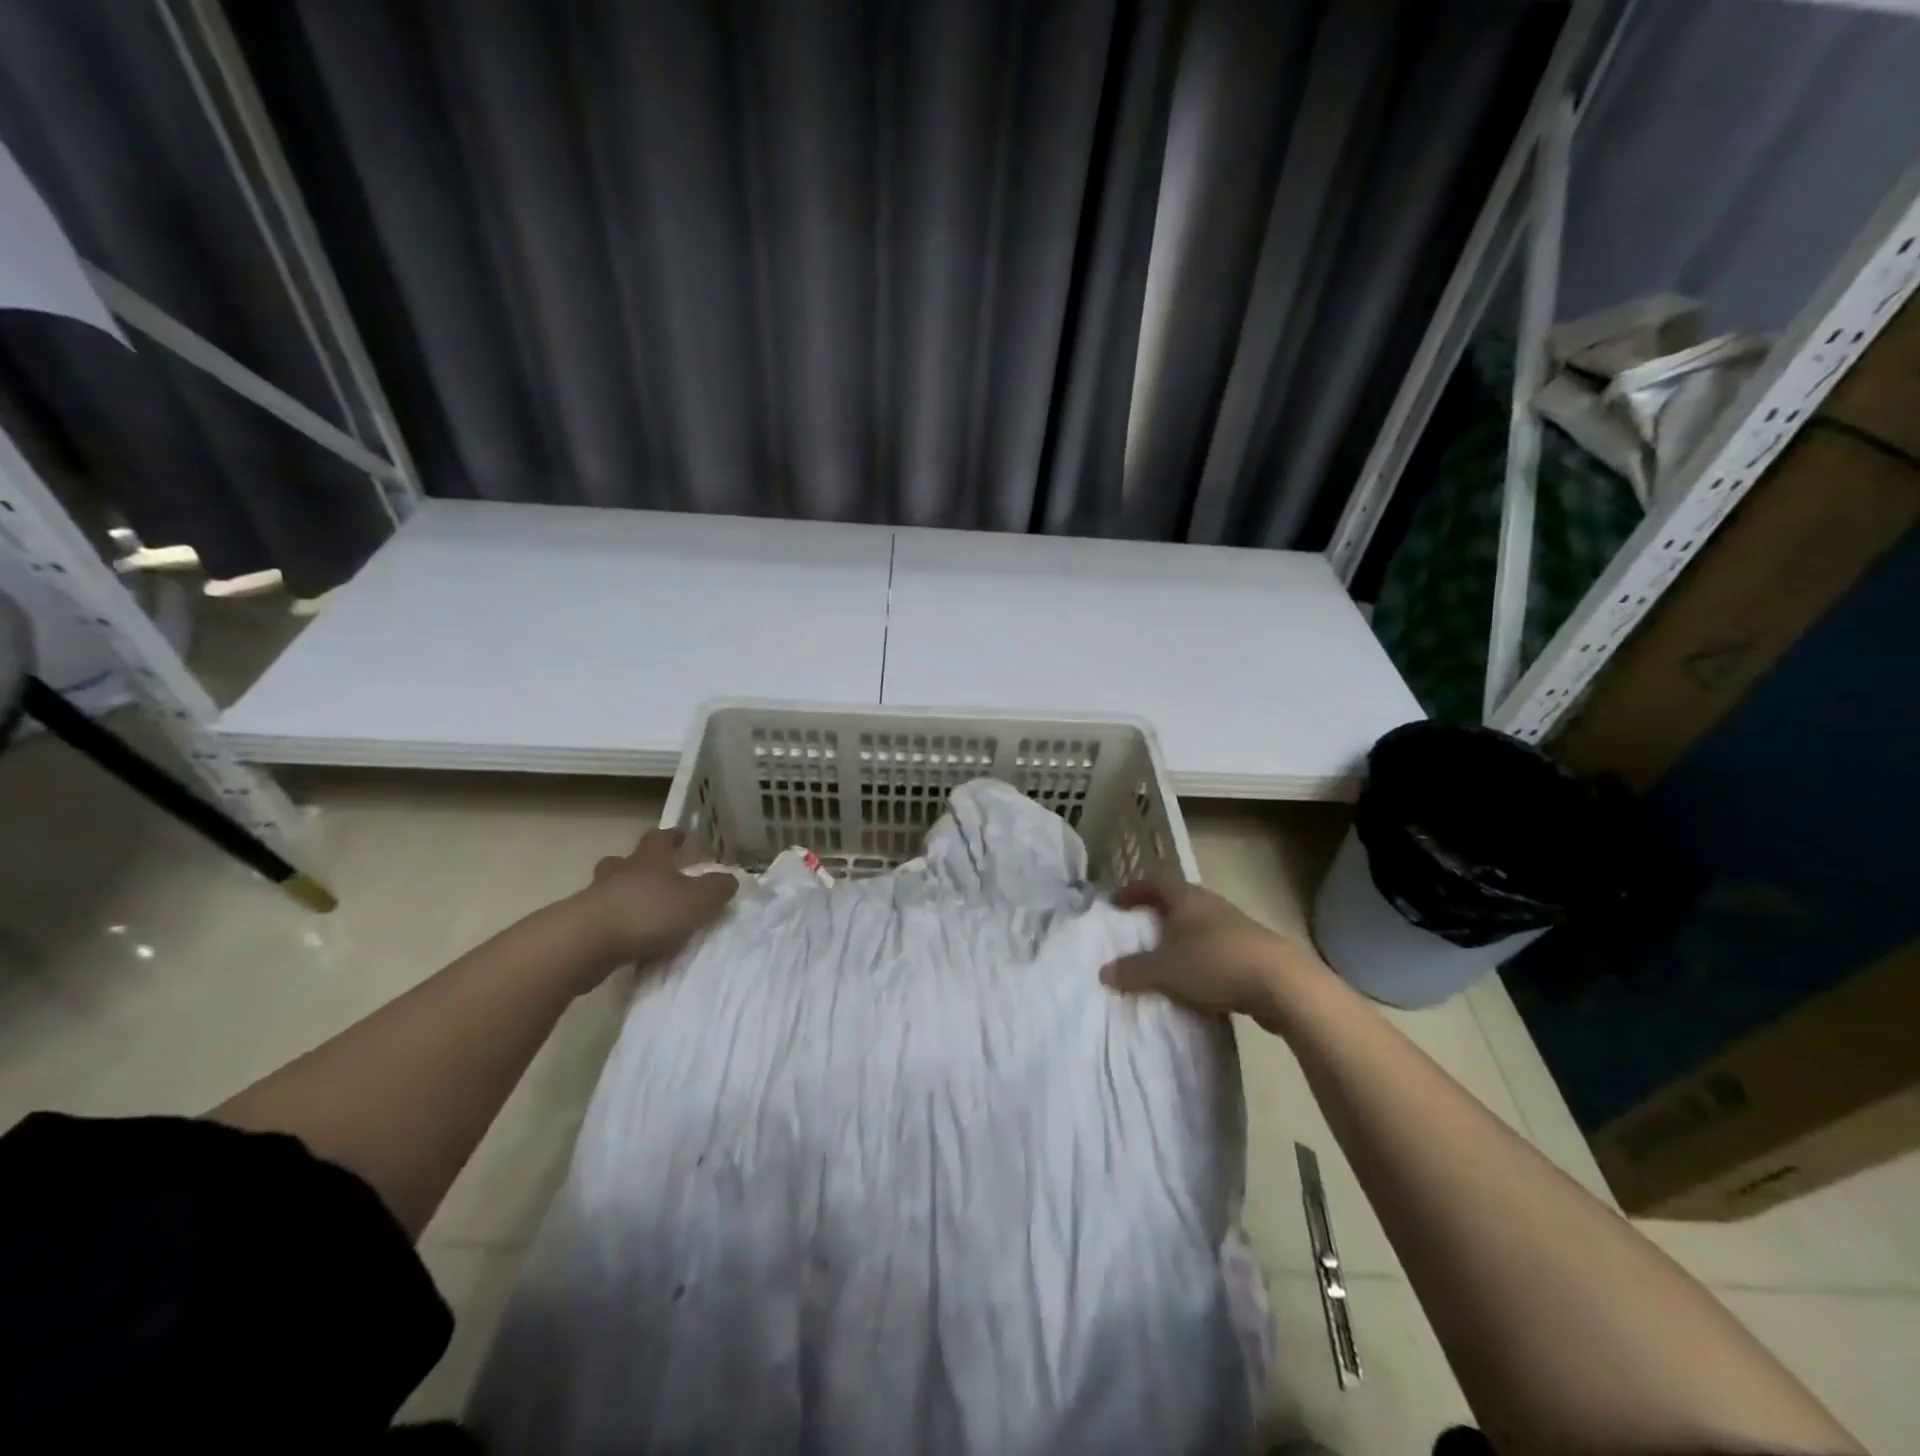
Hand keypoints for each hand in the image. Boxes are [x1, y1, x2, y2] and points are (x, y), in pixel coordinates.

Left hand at [573, 828, 737, 967]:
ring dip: (623, 897)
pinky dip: (613, 926)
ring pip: (609, 890)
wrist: (586, 942)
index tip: (681, 835)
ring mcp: (594, 899)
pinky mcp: (579, 927)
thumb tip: (730, 879)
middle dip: (638, 865)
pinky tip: (626, 941)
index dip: (671, 836)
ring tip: (640, 913)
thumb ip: (716, 889)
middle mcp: (620, 873)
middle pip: (625, 861)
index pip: (660, 838)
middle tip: (652, 874)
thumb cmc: (647, 912)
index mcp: (649, 860)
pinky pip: (601, 920)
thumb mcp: (697, 901)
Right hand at [1102, 878, 1324, 1030]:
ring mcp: (1234, 926)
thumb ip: (1132, 970)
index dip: (1133, 891)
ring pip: (1197, 928)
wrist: (1281, 983)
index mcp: (1186, 897)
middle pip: (1177, 903)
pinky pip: (1215, 951)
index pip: (1154, 882)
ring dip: (1179, 941)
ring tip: (1163, 962)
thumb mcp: (1164, 969)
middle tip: (1136, 935)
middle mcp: (1210, 905)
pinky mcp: (1251, 951)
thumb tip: (1104, 972)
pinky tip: (1194, 984)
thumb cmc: (1214, 962)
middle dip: (1156, 917)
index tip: (1116, 905)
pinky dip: (1199, 962)